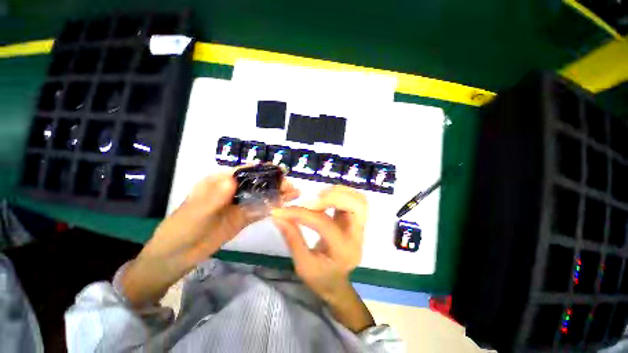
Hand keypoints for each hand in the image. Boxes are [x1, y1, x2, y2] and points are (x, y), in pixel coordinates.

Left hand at [141, 169, 298, 265]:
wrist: (177, 255)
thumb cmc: (182, 229)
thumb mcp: (196, 212)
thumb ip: (214, 197)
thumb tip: (232, 179)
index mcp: (219, 182)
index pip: (245, 172)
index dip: (263, 170)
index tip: (280, 172)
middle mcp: (232, 190)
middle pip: (257, 183)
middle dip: (275, 183)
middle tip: (292, 187)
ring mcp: (239, 205)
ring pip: (261, 196)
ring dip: (277, 194)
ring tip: (295, 194)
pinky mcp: (243, 218)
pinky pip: (259, 210)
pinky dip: (272, 207)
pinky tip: (285, 206)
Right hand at [271, 186, 374, 331]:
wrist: (337, 284)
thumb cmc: (320, 278)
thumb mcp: (303, 264)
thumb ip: (292, 238)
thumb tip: (278, 216)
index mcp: (343, 250)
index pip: (324, 223)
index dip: (301, 213)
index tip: (281, 211)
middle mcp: (357, 235)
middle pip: (357, 206)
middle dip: (333, 197)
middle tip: (311, 201)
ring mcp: (359, 226)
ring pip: (359, 200)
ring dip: (338, 193)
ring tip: (318, 198)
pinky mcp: (356, 220)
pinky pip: (354, 200)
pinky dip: (340, 194)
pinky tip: (325, 199)